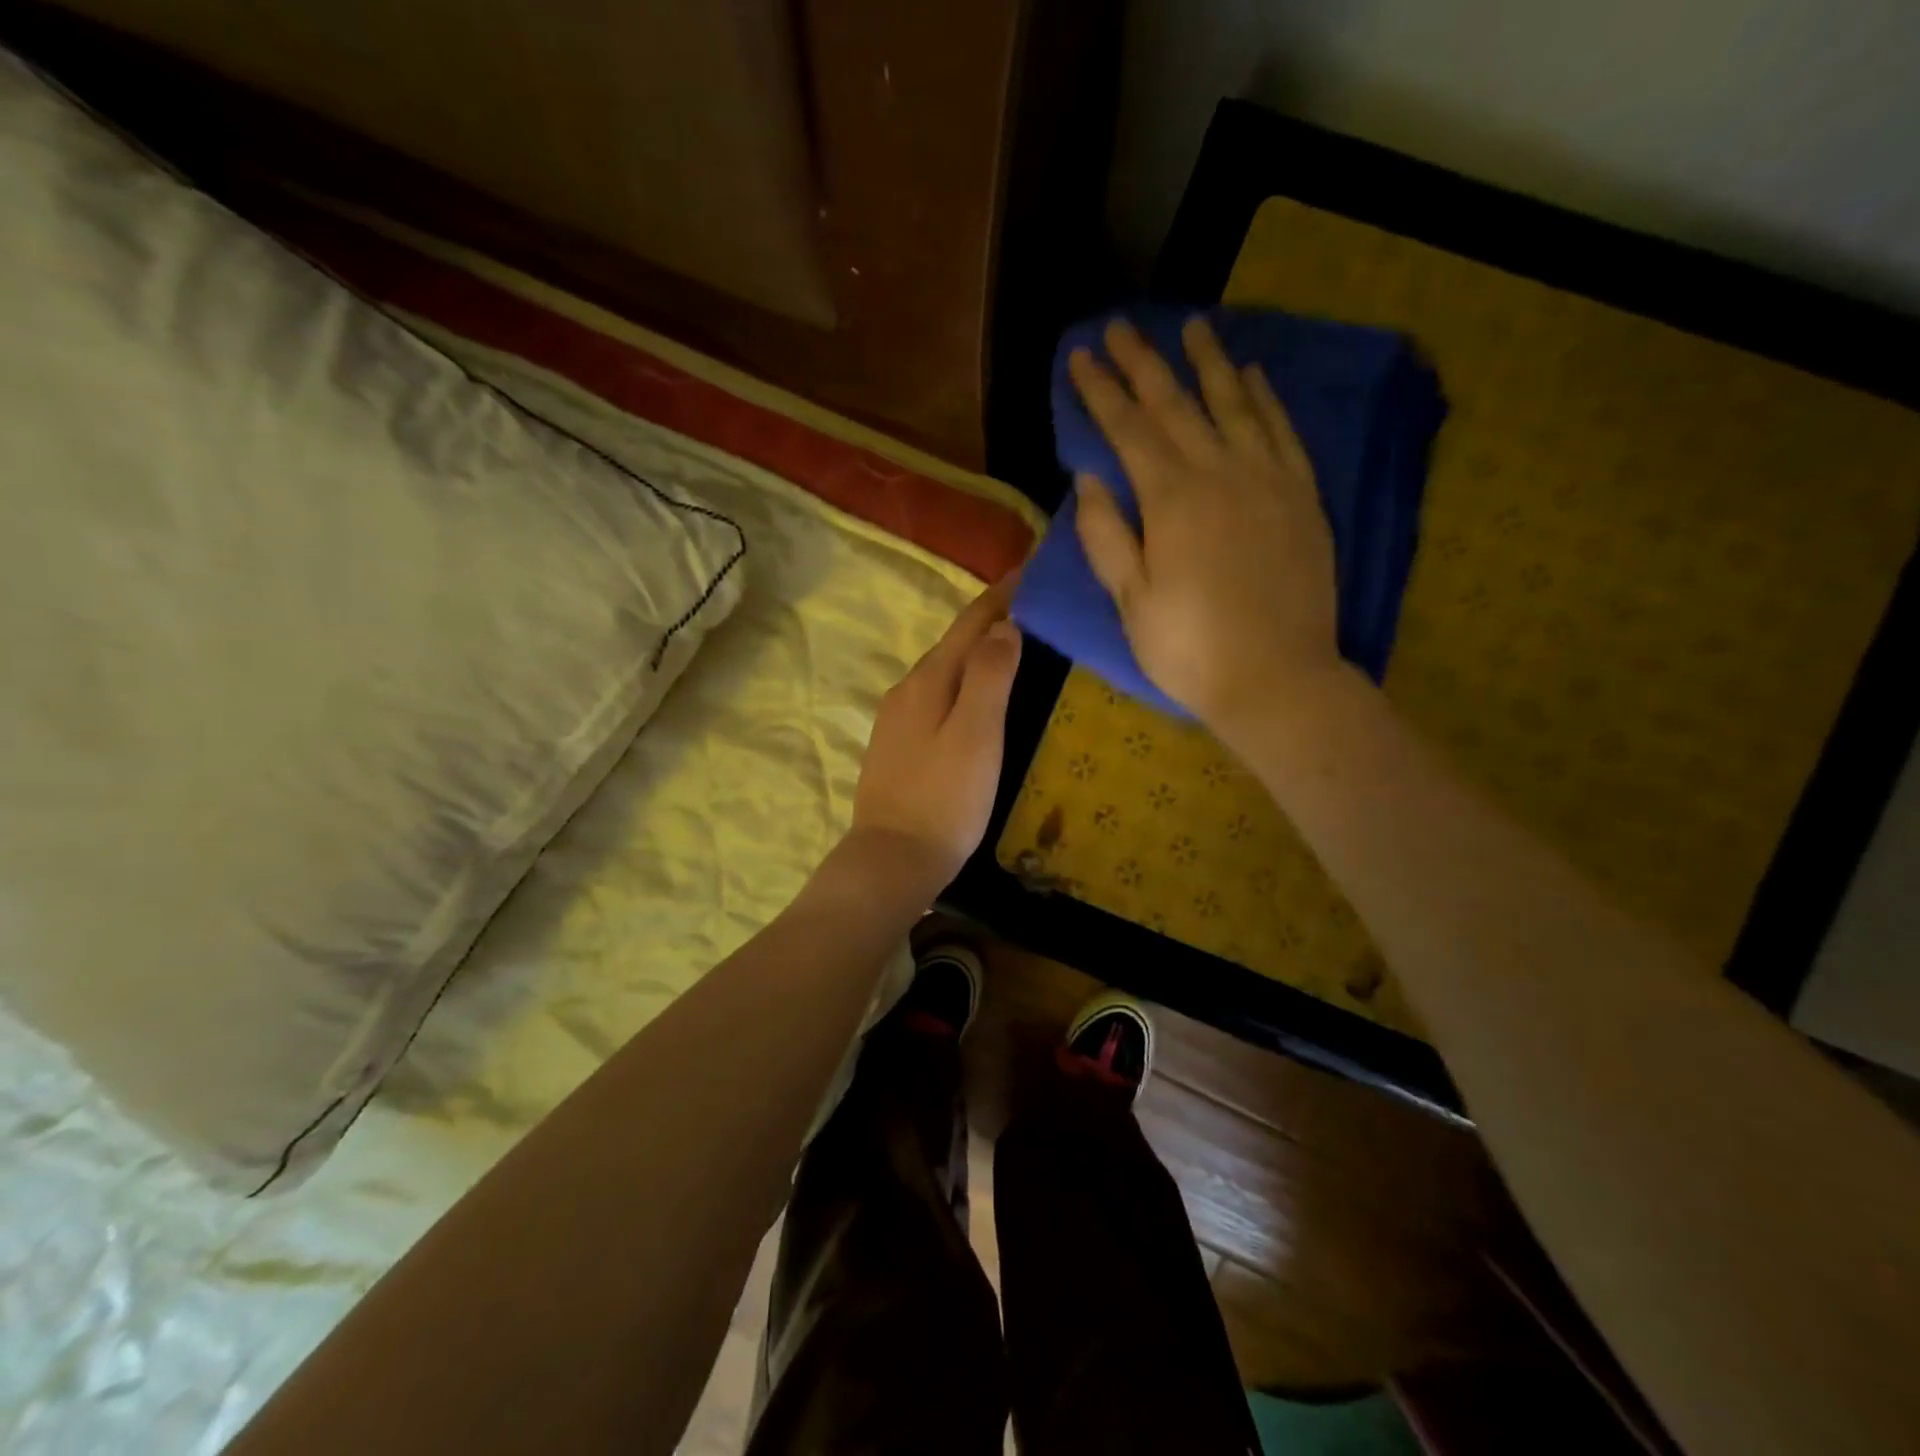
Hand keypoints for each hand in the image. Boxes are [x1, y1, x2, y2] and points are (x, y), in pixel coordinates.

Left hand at [849, 575, 1022, 889]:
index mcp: (928, 680)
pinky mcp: (897, 746)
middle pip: (954, 643)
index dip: (1002, 595)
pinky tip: (975, 698)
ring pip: (944, 672)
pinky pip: (936, 698)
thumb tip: (1004, 626)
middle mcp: (907, 690)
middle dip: (991, 619)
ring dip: (976, 653)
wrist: (893, 859)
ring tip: (1012, 646)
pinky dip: (962, 684)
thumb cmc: (944, 798)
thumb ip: (990, 676)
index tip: (1032, 568)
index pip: (970, 623)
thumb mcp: (977, 734)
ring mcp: (896, 719)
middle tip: (1033, 606)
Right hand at [1069, 316, 1342, 740]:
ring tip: (1193, 326)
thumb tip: (1089, 479)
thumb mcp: (1131, 601)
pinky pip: (1282, 431)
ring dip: (1210, 362)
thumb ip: (1107, 537)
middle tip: (1121, 326)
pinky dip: (1265, 398)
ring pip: (1235, 404)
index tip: (1080, 356)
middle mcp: (1221, 472)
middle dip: (1144, 362)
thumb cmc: (1190, 648)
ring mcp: (1268, 480)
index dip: (1101, 391)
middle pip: (1177, 404)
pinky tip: (1253, 376)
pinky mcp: (1302, 497)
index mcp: (1171, 499)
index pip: (1127, 429)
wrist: (1277, 678)